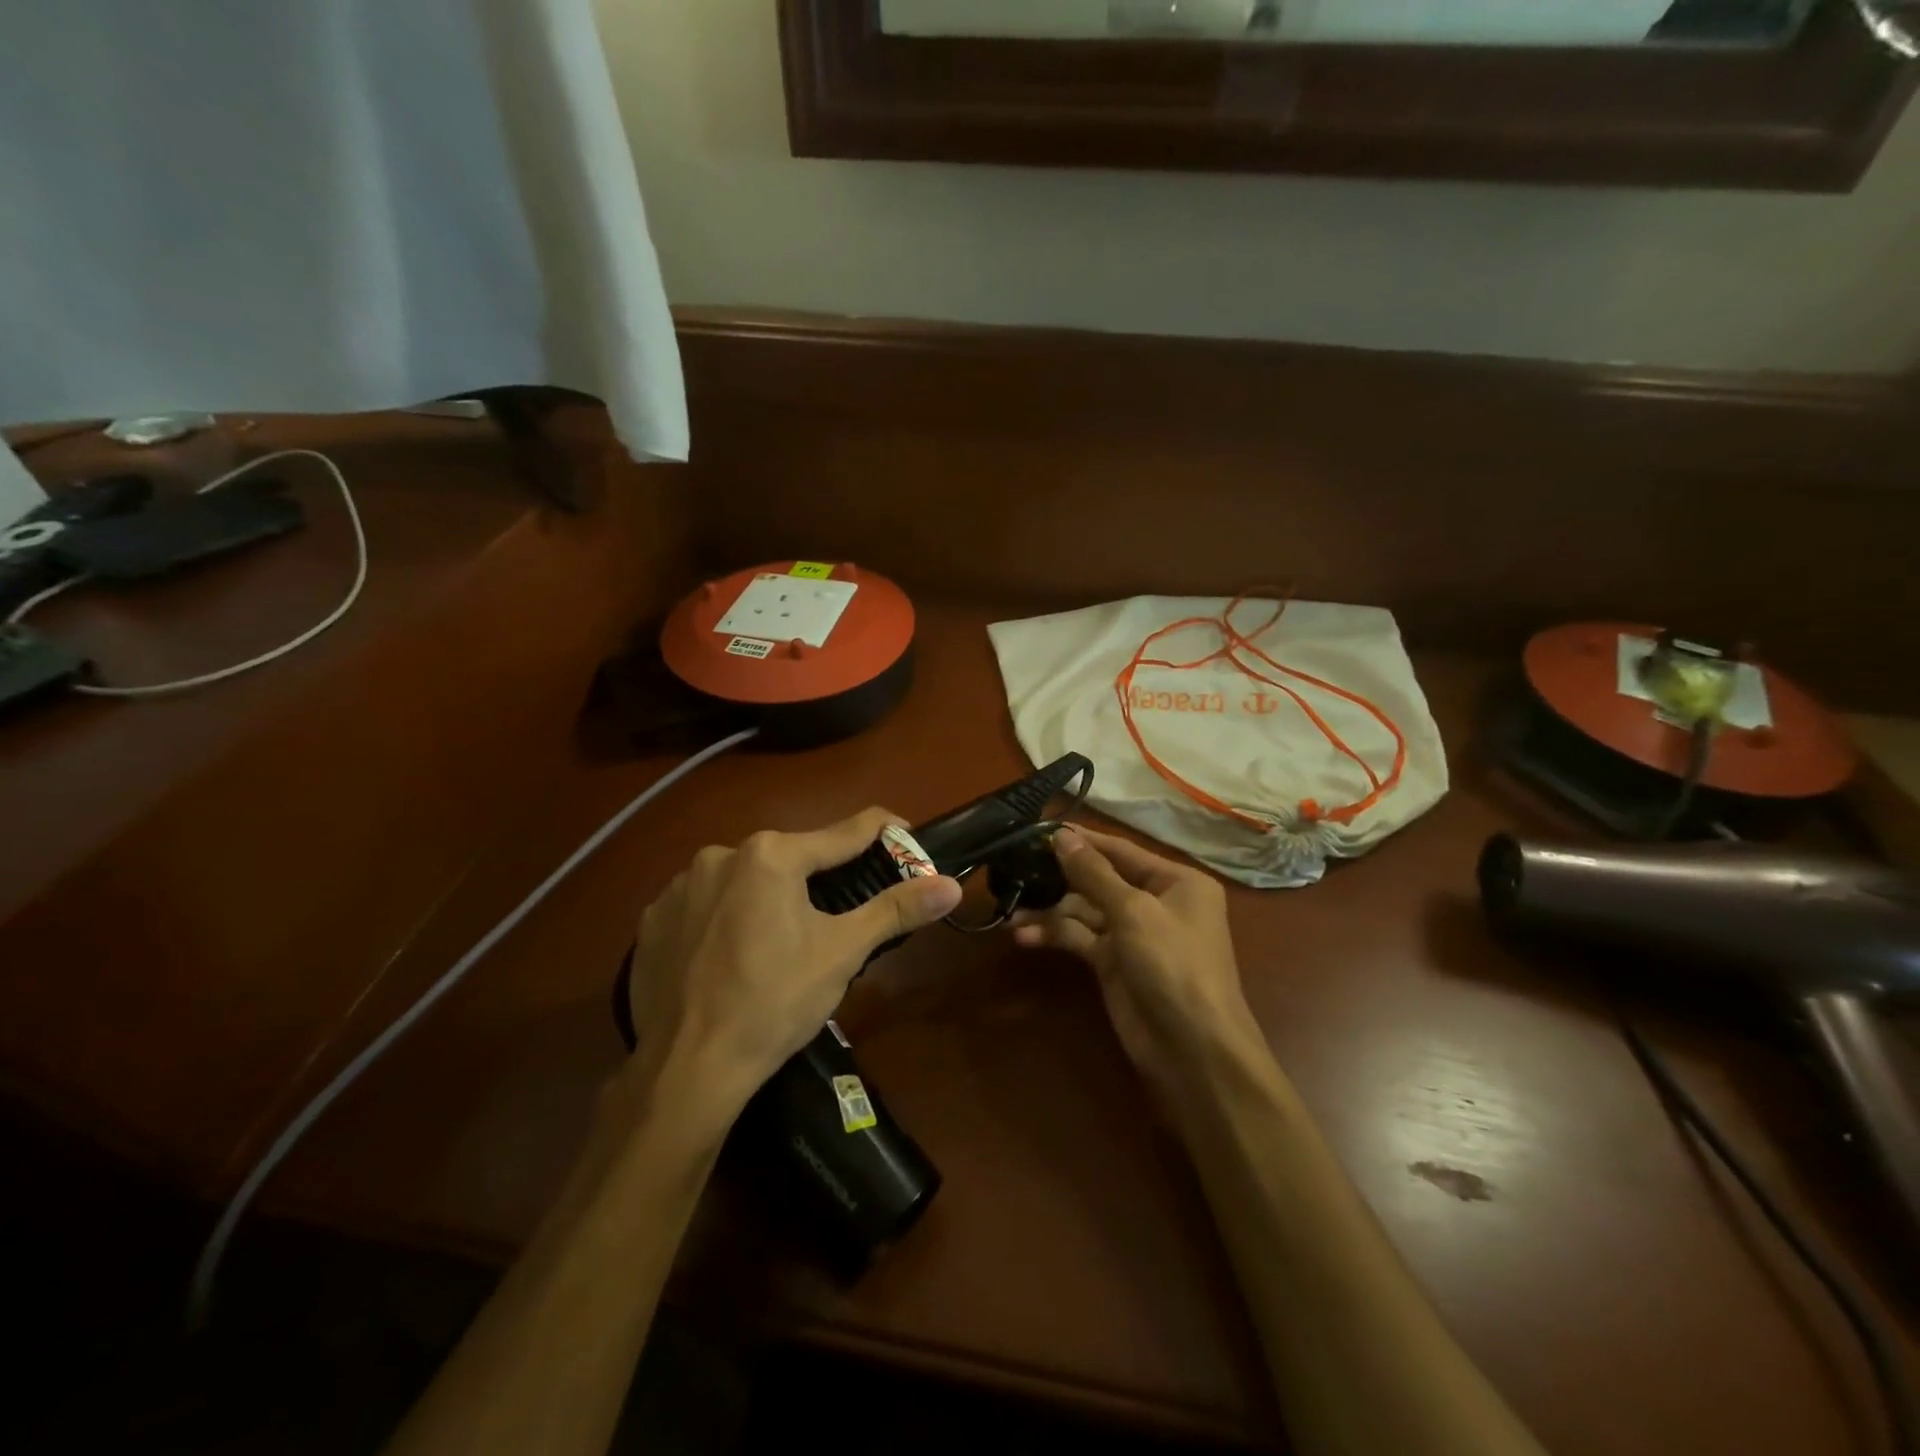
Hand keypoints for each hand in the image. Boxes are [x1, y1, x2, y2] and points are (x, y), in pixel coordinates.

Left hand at [623, 809, 961, 1124]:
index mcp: (771, 854)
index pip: (846, 832)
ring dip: (770, 898)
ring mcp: (679, 886)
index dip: (885, 834)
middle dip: (822, 879)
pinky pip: (706, 905)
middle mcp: (720, 854)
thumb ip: (896, 909)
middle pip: (792, 857)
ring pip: (746, 880)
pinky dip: (727, 919)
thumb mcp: (843, 953)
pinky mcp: (653, 919)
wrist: (685, 1070)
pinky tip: (732, 957)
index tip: (908, 841)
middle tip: (841, 918)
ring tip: (782, 945)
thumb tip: (952, 885)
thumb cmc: (774, 1003)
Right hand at [1010, 827, 1259, 1108]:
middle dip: (1060, 877)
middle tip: (1015, 868)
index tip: (1040, 830)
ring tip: (1011, 912)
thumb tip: (1061, 836)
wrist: (1193, 1050)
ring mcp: (1134, 934)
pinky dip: (1055, 936)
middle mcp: (1156, 902)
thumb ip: (1093, 873)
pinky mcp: (1114, 963)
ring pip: (1084, 911)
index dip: (1082, 841)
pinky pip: (1080, 938)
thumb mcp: (1134, 912)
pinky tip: (1024, 936)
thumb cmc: (1174, 965)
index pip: (1121, 850)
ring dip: (1050, 911)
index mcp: (1176, 881)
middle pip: (1099, 879)